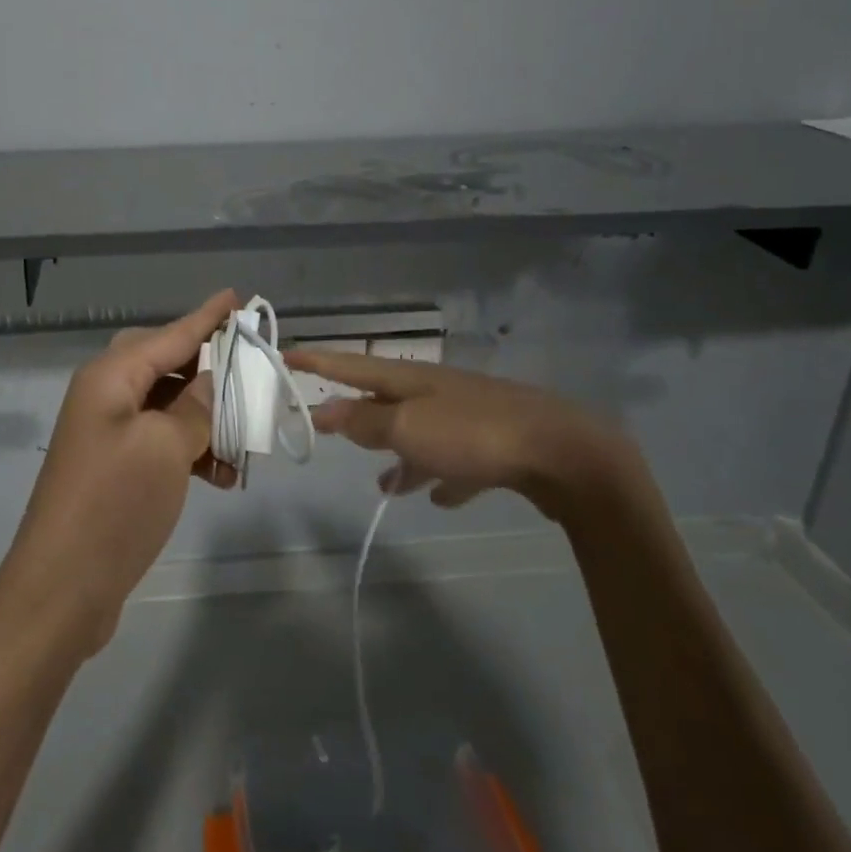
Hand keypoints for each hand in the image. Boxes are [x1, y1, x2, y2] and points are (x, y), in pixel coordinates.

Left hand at [0, 290, 240, 656]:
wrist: (62, 587)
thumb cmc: (115, 504)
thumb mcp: (166, 447)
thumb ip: (195, 406)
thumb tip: (209, 382)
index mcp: (110, 377)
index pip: (170, 334)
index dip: (206, 317)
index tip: (236, 296)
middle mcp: (105, 395)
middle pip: (165, 363)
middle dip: (208, 368)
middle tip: (247, 369)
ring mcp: (107, 433)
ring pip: (167, 406)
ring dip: (205, 419)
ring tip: (245, 443)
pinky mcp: (114, 467)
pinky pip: (160, 440)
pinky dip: (190, 450)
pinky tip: (222, 476)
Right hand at [282, 348, 649, 524]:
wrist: (564, 452)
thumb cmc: (474, 435)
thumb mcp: (409, 429)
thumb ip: (365, 420)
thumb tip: (323, 409)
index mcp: (411, 381)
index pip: (351, 366)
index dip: (317, 362)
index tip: (286, 355)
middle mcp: (437, 393)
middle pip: (386, 401)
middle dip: (359, 414)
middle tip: (333, 428)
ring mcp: (469, 418)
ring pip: (422, 435)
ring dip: (401, 456)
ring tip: (385, 486)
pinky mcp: (497, 447)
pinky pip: (459, 462)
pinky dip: (444, 476)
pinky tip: (442, 496)